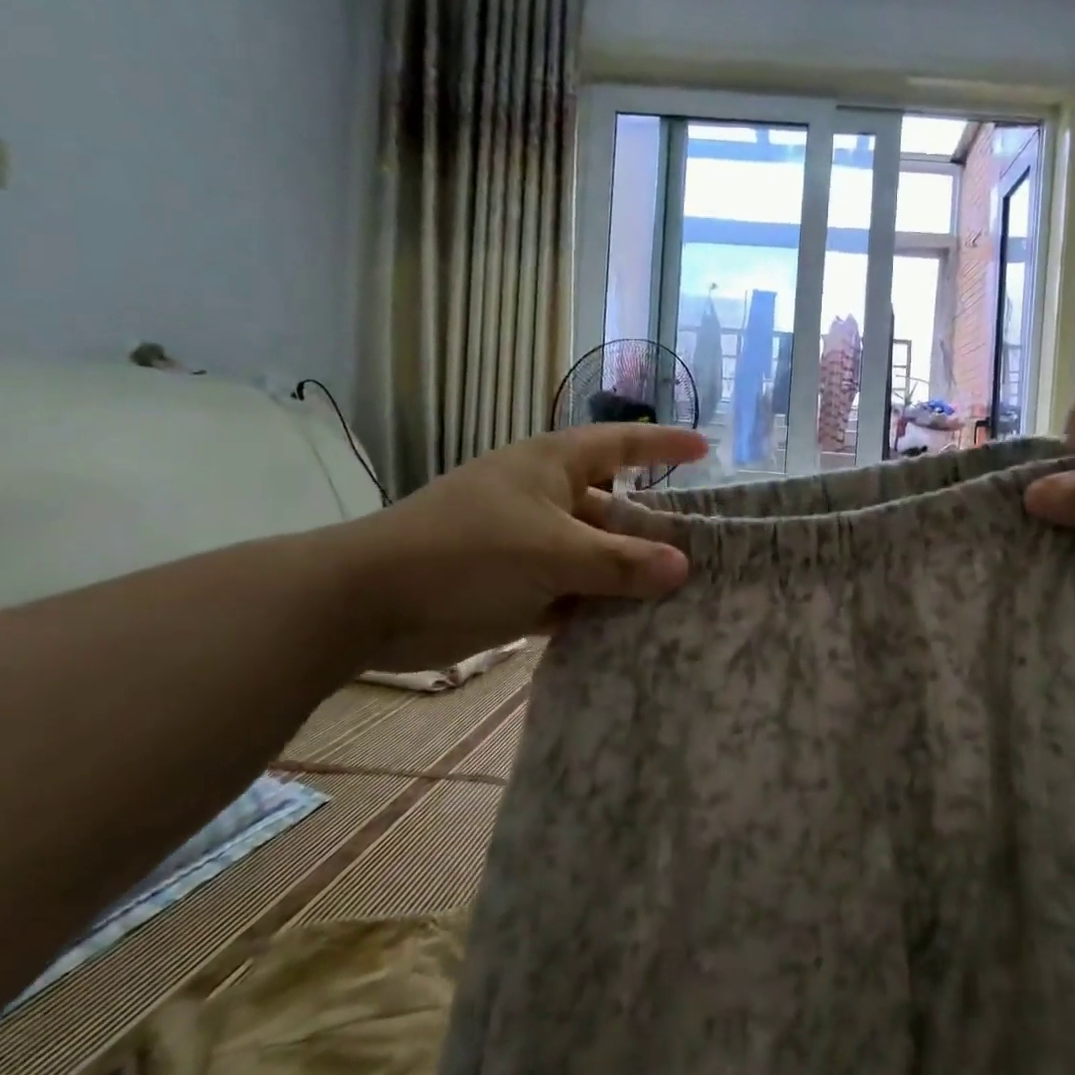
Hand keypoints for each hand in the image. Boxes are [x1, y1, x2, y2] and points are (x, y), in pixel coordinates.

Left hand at [328, 425, 706, 667]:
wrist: (369, 603)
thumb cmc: (467, 552)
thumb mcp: (552, 552)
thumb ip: (619, 562)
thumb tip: (682, 567)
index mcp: (552, 467)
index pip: (621, 445)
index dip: (663, 446)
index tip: (706, 452)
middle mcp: (546, 499)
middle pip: (614, 508)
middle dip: (654, 528)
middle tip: (705, 551)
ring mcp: (530, 545)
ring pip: (595, 556)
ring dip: (628, 575)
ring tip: (681, 596)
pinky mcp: (516, 587)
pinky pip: (573, 592)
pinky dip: (599, 607)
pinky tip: (634, 628)